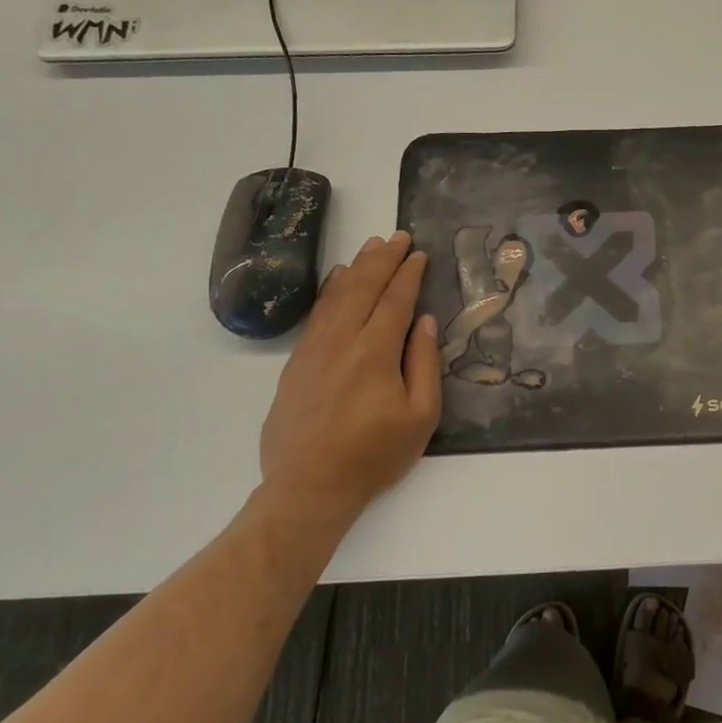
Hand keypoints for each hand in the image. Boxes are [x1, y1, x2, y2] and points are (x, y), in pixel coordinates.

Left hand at [256, 230, 441, 530]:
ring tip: (372, 247)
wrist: (309, 486)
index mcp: (375, 352)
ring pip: (336, 295)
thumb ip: (424, 364)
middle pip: (363, 287)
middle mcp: (342, 341)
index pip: (395, 300)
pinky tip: (337, 279)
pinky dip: (329, 290)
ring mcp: (314, 349)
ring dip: (356, 267)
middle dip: (382, 259)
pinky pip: (316, 314)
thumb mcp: (420, 416)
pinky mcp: (296, 362)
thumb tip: (424, 322)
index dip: (408, 274)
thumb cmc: (374, 454)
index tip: (419, 253)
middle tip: (398, 237)